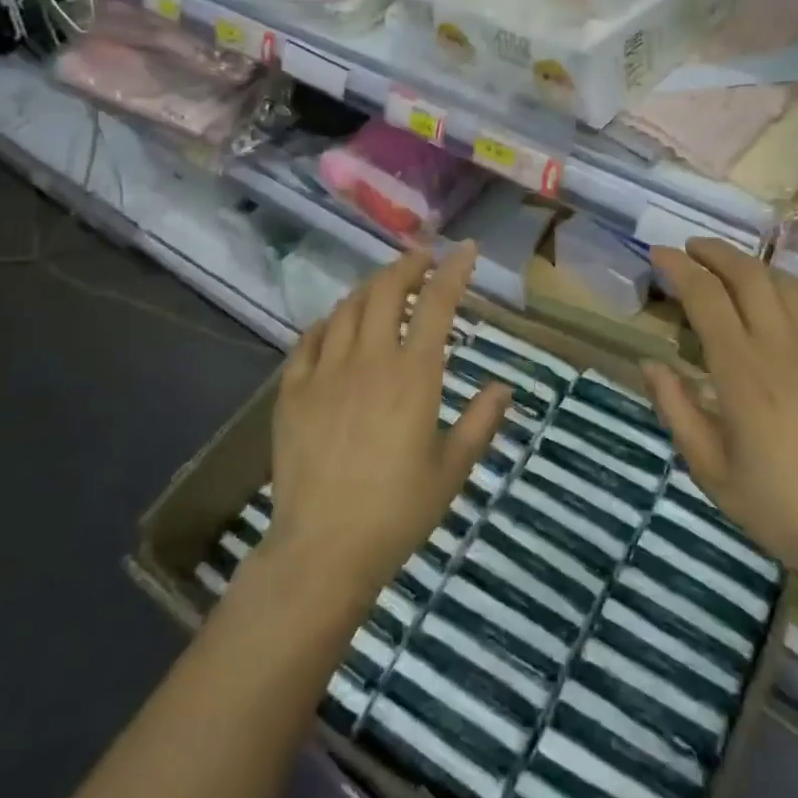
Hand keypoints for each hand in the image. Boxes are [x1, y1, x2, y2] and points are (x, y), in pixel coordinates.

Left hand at [264, 244, 509, 610]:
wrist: (324, 548)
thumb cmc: (398, 512)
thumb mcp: (452, 470)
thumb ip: (481, 422)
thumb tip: (504, 387)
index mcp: (414, 375)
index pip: (438, 304)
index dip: (454, 270)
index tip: (465, 249)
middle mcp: (370, 360)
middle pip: (387, 291)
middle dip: (407, 265)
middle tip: (422, 258)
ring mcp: (326, 372)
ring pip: (348, 308)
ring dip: (371, 287)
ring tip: (385, 286)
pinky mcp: (293, 390)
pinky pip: (310, 339)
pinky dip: (330, 322)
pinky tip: (336, 324)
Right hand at [643, 239, 797, 602]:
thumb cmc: (777, 506)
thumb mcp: (708, 468)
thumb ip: (675, 408)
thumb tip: (650, 362)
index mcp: (741, 371)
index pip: (705, 297)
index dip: (679, 267)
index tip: (659, 254)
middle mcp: (782, 347)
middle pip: (748, 275)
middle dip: (715, 252)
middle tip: (691, 250)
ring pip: (787, 284)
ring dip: (754, 268)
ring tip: (732, 272)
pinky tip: (788, 303)